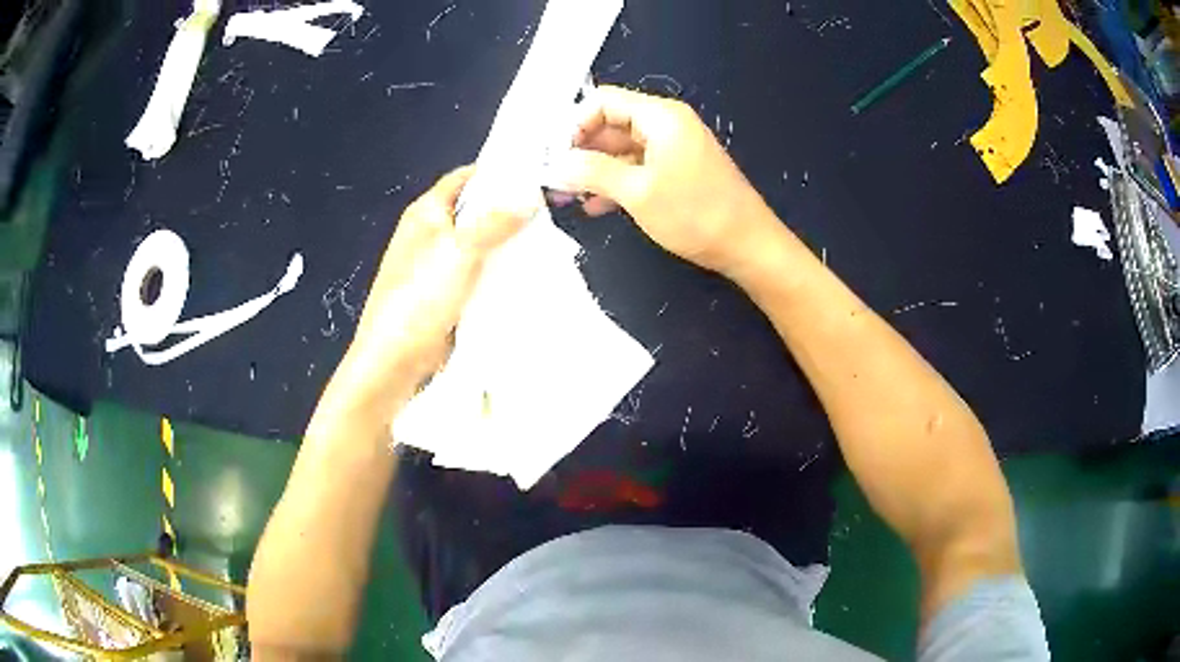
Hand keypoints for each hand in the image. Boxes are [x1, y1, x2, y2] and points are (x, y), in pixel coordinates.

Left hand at [324, 166, 533, 417]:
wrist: (395, 359)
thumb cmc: (419, 297)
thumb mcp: (460, 251)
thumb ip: (495, 222)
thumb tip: (529, 195)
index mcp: (426, 212)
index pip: (464, 178)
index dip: (496, 171)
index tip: (534, 172)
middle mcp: (431, 233)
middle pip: (475, 210)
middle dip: (508, 209)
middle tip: (550, 208)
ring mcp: (439, 265)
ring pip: (479, 243)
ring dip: (507, 241)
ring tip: (548, 237)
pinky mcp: (447, 293)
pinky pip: (478, 272)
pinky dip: (499, 269)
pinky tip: (526, 272)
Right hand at [546, 86, 780, 276]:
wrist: (748, 246)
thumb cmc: (695, 214)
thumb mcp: (637, 192)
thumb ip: (592, 171)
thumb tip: (556, 163)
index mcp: (660, 116)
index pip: (603, 101)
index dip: (574, 124)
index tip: (553, 155)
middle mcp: (666, 124)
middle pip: (611, 124)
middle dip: (581, 150)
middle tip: (554, 179)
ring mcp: (673, 148)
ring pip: (622, 149)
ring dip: (595, 170)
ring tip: (567, 196)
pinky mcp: (677, 170)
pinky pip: (638, 167)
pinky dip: (616, 182)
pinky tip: (595, 205)